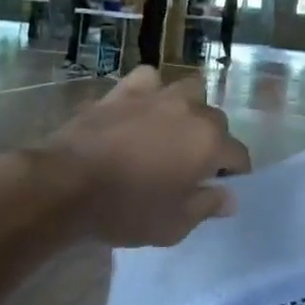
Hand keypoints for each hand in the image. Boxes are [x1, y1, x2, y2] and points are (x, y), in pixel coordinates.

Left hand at [43, 67, 252, 246]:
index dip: (235, 173)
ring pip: (189, 91)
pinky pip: (149, 80)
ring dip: (189, 109)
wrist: (66, 184)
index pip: (239, 155)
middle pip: (216, 121)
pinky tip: (143, 107)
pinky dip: (152, 91)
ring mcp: (157, 96)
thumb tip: (229, 197)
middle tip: (194, 166)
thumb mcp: (174, 224)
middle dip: (213, 141)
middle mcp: (190, 111)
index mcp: (209, 143)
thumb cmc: (126, 210)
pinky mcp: (123, 91)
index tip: (223, 187)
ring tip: (174, 130)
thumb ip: (207, 206)